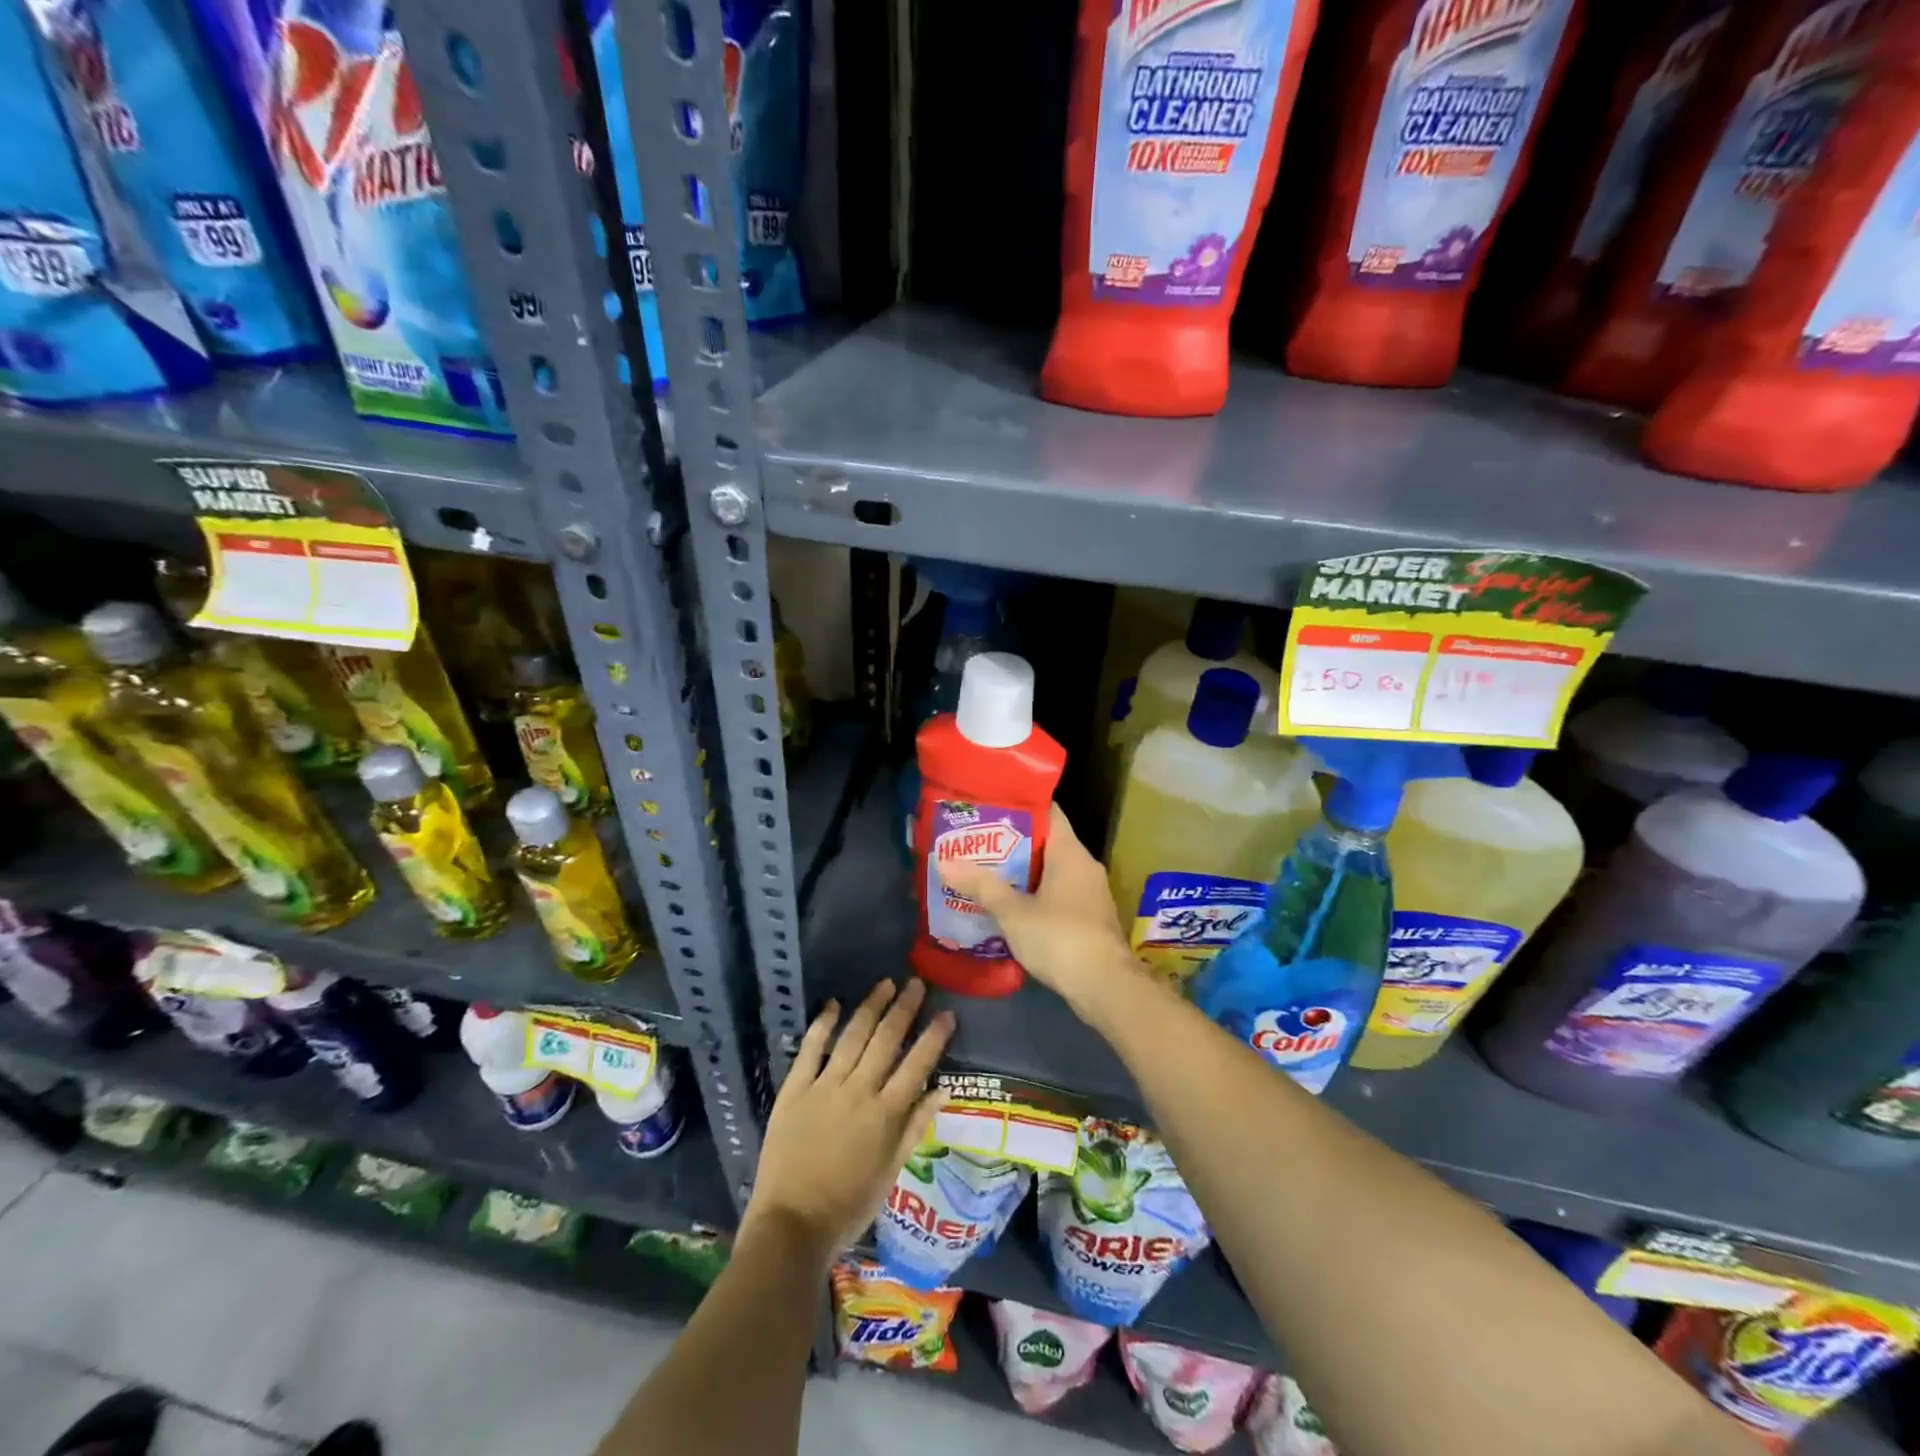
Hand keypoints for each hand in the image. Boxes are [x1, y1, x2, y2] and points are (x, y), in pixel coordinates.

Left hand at [744, 978, 953, 1261]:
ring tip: (886, 984)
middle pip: (886, 1040)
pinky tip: (833, 1004)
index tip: (947, 1013)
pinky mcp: (795, 1089)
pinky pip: (811, 1048)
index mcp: (885, 1113)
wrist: (790, 1225)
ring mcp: (824, 1086)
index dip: (934, 1037)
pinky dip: (823, 1024)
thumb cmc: (848, 1206)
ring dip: (871, 1006)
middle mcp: (858, 1090)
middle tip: (917, 983)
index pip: (917, 1065)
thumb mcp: (891, 1172)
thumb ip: (915, 1128)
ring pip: (853, 1036)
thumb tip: (942, 1090)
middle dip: (904, 1008)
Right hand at [939, 804, 1144, 1015]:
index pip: (1048, 812)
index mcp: (1070, 852)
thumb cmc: (1059, 937)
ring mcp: (1090, 894)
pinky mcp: (1090, 919)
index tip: (989, 809)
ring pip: (1051, 872)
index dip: (1019, 807)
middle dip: (1012, 845)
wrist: (1106, 987)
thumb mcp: (1013, 911)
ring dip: (1023, 875)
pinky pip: (1059, 896)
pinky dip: (1036, 897)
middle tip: (976, 845)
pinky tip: (1010, 908)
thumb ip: (981, 885)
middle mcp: (1084, 866)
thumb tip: (944, 861)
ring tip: (985, 875)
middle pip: (1046, 843)